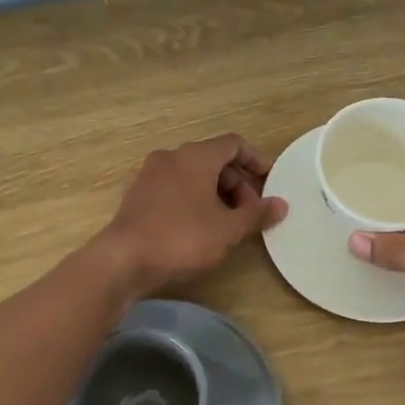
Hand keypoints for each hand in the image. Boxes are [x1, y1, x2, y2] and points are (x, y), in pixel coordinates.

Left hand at [97, 133, 286, 296]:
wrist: (123, 260)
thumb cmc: (182, 238)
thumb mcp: (228, 229)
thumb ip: (257, 214)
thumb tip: (281, 205)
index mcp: (195, 156)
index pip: (233, 143)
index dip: (255, 159)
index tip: (268, 181)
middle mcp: (171, 156)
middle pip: (213, 159)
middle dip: (236, 183)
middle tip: (248, 213)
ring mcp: (150, 174)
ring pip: (192, 174)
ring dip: (215, 193)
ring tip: (226, 223)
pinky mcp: (137, 194)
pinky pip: (174, 187)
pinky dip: (192, 198)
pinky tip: (198, 227)